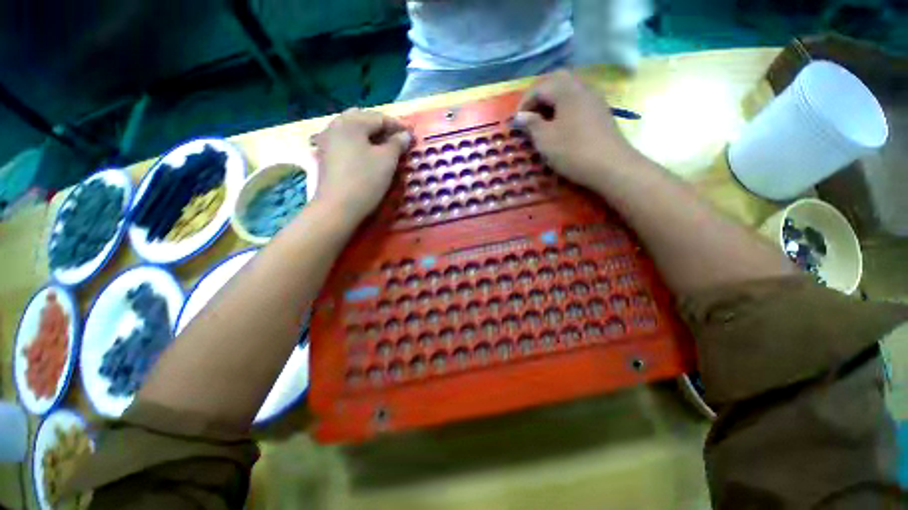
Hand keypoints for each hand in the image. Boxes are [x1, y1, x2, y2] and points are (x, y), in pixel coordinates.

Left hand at [312, 108, 411, 224]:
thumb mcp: (387, 161)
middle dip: (381, 127)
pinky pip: (344, 141)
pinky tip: (366, 154)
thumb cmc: (365, 180)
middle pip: (362, 119)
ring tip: (383, 146)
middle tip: (396, 139)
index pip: (379, 118)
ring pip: (351, 130)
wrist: (337, 207)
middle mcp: (336, 125)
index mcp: (352, 122)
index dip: (397, 125)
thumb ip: (397, 144)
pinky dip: (358, 143)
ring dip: (368, 135)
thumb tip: (405, 135)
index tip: (411, 135)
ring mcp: (327, 140)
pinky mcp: (325, 155)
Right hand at [512, 70, 637, 189]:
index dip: (524, 102)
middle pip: (557, 81)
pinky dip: (565, 107)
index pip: (540, 87)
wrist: (611, 165)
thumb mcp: (545, 140)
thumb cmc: (573, 151)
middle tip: (530, 114)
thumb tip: (520, 116)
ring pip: (569, 90)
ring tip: (543, 120)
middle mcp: (582, 88)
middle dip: (540, 95)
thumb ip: (531, 124)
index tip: (516, 120)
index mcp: (566, 91)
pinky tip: (561, 124)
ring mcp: (594, 99)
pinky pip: (578, 100)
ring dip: (553, 101)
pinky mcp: (601, 111)